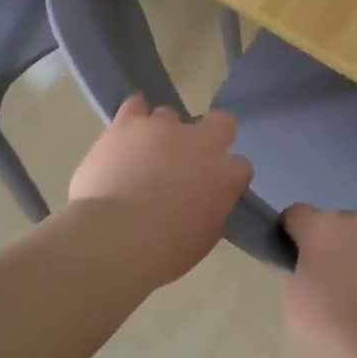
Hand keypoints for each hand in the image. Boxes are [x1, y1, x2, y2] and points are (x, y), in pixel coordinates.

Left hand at [66, 97, 251, 286]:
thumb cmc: (164, 251)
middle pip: (221, 123)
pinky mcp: (129, 123)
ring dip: (163, 133)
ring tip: (144, 154)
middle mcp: (202, 142)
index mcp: (226, 175)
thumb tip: (205, 201)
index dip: (227, 175)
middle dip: (210, 136)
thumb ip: (212, 209)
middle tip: (188, 160)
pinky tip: (128, 129)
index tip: (213, 188)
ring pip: (171, 116)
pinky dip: (134, 115)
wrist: (115, 238)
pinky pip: (135, 106)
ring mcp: (165, 128)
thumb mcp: (204, 238)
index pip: (241, 165)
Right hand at [280, 205, 356, 357]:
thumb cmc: (344, 333)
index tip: (296, 255)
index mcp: (323, 231)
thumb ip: (301, 280)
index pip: (297, 214)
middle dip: (339, 248)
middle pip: (343, 225)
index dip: (293, 232)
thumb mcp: (297, 312)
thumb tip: (312, 272)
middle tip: (342, 287)